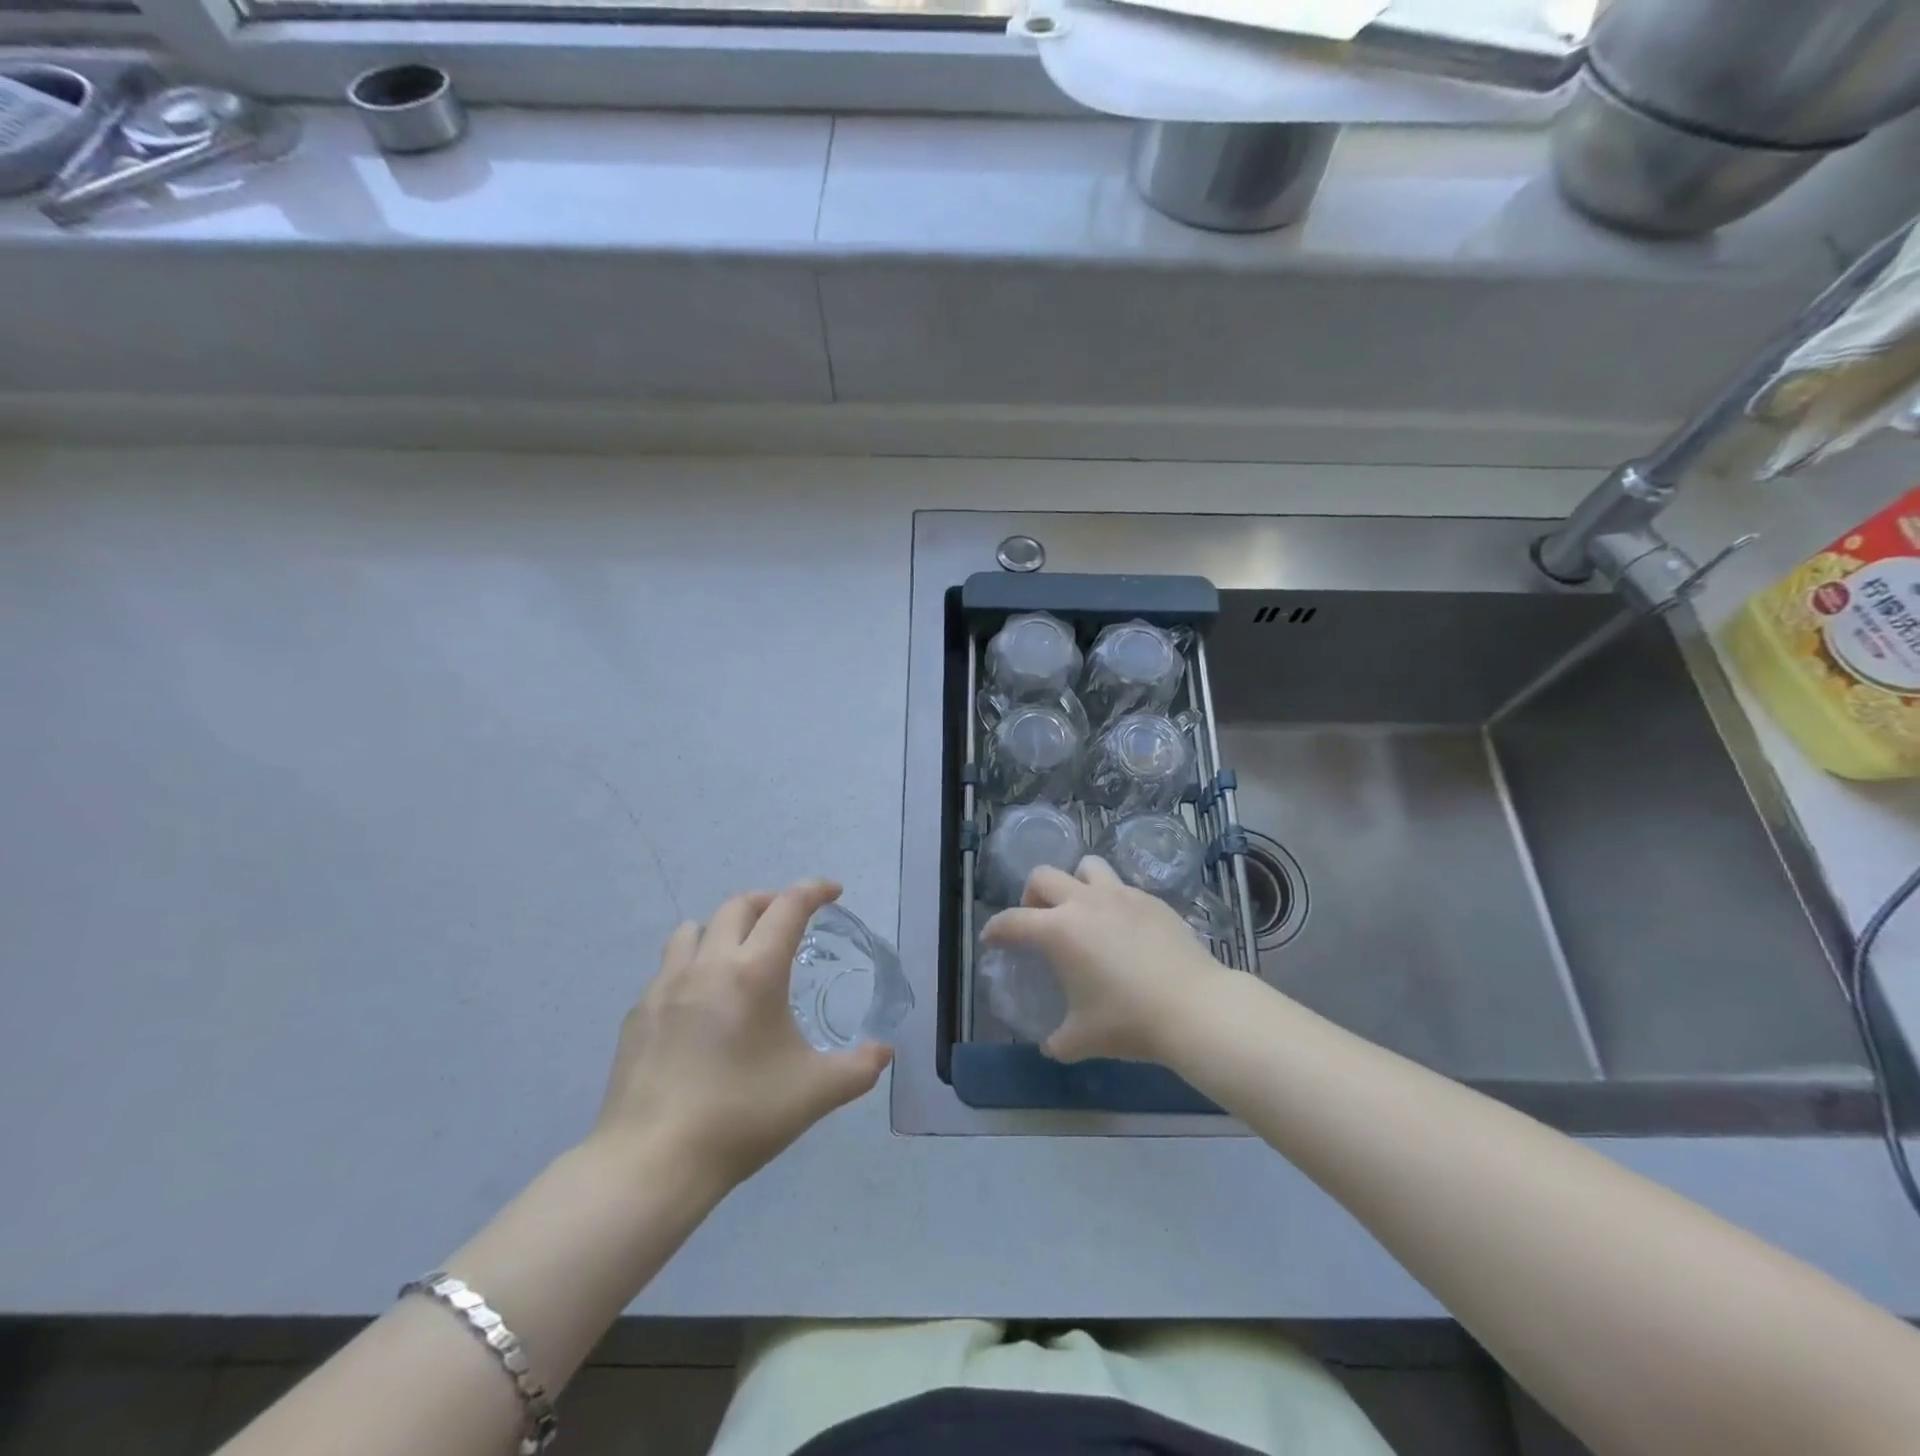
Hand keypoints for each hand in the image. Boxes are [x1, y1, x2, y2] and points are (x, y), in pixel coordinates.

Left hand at [590, 880, 891, 1190]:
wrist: (651, 1162)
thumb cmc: (741, 1118)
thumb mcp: (816, 1092)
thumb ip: (859, 1067)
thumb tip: (885, 1051)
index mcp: (755, 972)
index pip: (789, 907)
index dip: (815, 890)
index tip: (833, 892)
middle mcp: (709, 964)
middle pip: (739, 906)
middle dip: (770, 902)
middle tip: (789, 923)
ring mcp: (666, 986)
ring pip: (693, 930)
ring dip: (722, 929)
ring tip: (738, 955)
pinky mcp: (638, 1013)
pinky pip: (667, 970)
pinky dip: (690, 969)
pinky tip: (699, 1008)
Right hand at [981, 857, 1234, 1063]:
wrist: (1194, 1008)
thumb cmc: (1129, 1021)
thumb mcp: (1082, 1039)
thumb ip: (1058, 1040)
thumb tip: (1051, 1045)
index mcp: (1059, 930)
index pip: (1012, 921)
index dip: (996, 929)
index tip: (991, 938)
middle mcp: (1084, 902)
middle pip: (1043, 876)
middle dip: (1032, 896)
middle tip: (1038, 921)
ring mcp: (1121, 896)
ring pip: (1086, 867)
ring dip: (1075, 884)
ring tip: (1082, 912)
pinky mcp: (1151, 900)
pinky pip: (1121, 888)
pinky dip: (1112, 901)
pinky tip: (1122, 930)